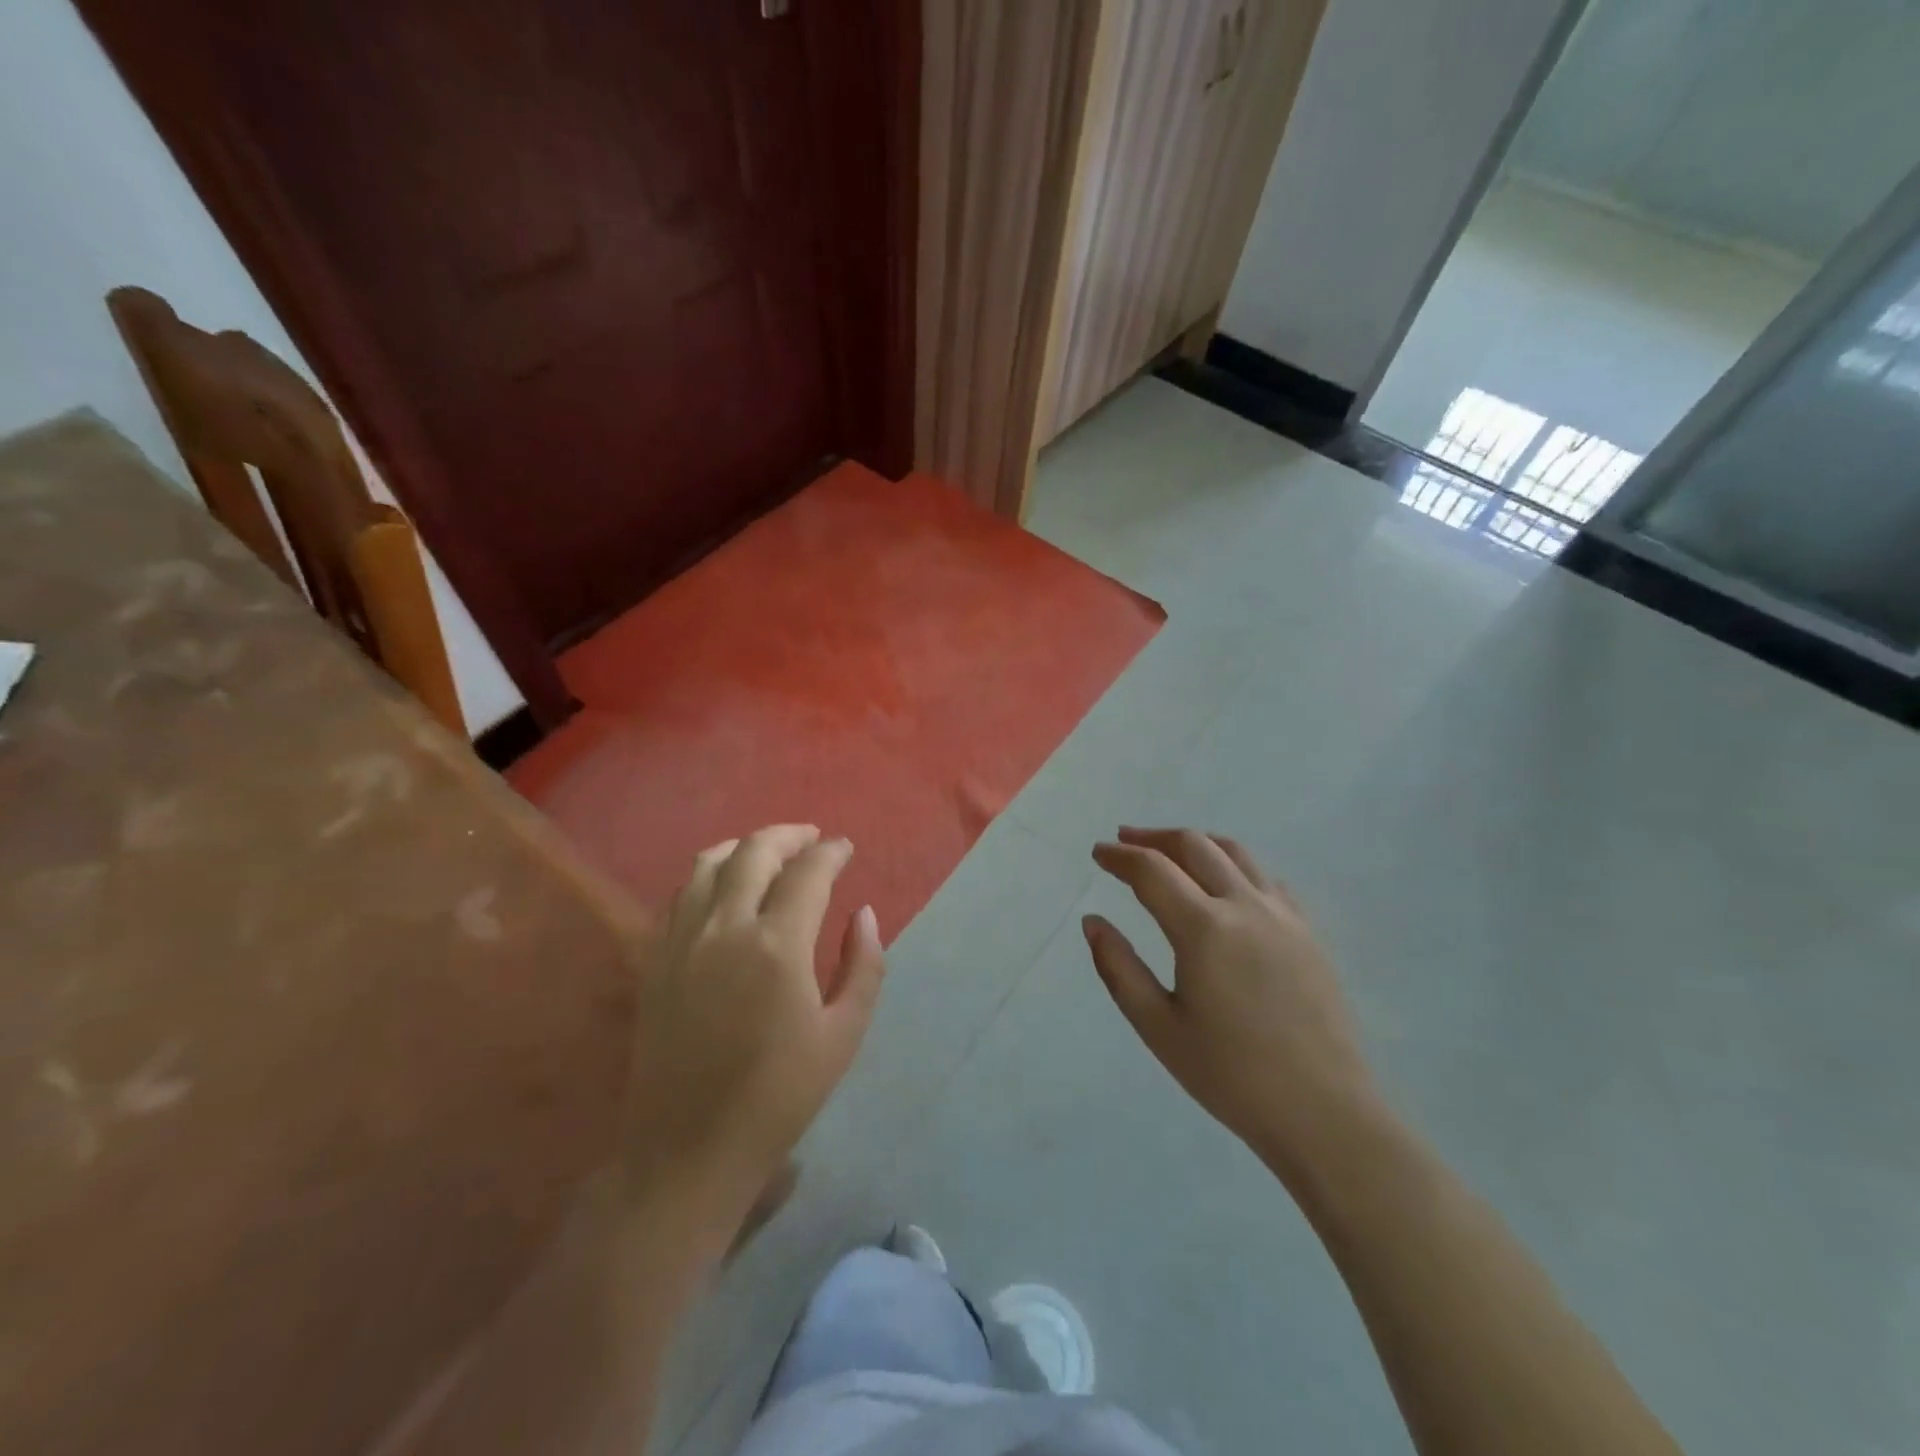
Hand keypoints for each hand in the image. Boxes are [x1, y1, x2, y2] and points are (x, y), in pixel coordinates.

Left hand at [622, 825, 884, 1228]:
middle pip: (754, 852)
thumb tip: (863, 914)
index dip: (831, 852)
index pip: (808, 872)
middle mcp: (724, 928)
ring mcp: (682, 940)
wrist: (687, 1149)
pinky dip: (709, 874)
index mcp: (777, 946)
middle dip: (789, 836)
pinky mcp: (655, 958)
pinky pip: (681, 893)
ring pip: (709, 863)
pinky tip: (725, 886)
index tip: (845, 848)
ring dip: (745, 847)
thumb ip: (863, 965)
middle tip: (812, 839)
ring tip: (770, 853)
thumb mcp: (843, 1035)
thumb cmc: (778, 1097)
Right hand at [1086, 827, 1378, 1180]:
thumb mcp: (1158, 1026)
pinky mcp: (1307, 931)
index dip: (1119, 856)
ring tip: (1169, 850)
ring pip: (1234, 852)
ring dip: (1194, 842)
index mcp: (1204, 928)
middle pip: (1193, 845)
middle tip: (1124, 841)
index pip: (1152, 870)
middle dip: (1153, 838)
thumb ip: (1118, 968)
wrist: (1324, 1112)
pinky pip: (1265, 878)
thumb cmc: (1230, 1075)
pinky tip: (1223, 885)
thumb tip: (1093, 922)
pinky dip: (1233, 865)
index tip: (1098, 853)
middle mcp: (1244, 906)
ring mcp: (1282, 915)